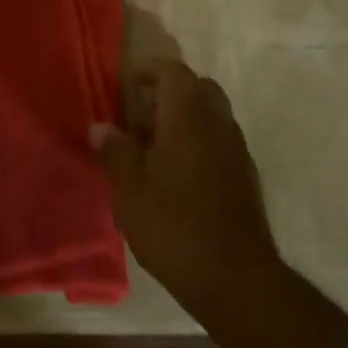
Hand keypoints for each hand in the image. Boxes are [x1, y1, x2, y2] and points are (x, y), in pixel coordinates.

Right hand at [93, 60, 281, 316]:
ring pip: (212, 113)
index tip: (124, 85)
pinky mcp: (245, 174)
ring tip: (152, 145)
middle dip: (168, 91)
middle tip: (138, 113)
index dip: (148, 70)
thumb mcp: (130, 191)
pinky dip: (198, 139)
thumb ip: (116, 152)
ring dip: (184, 116)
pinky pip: (220, 138)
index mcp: (188, 119)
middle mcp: (218, 124)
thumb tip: (102, 127)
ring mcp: (237, 149)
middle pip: (197, 87)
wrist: (234, 277)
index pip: (173, 72)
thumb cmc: (173, 227)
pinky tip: (176, 172)